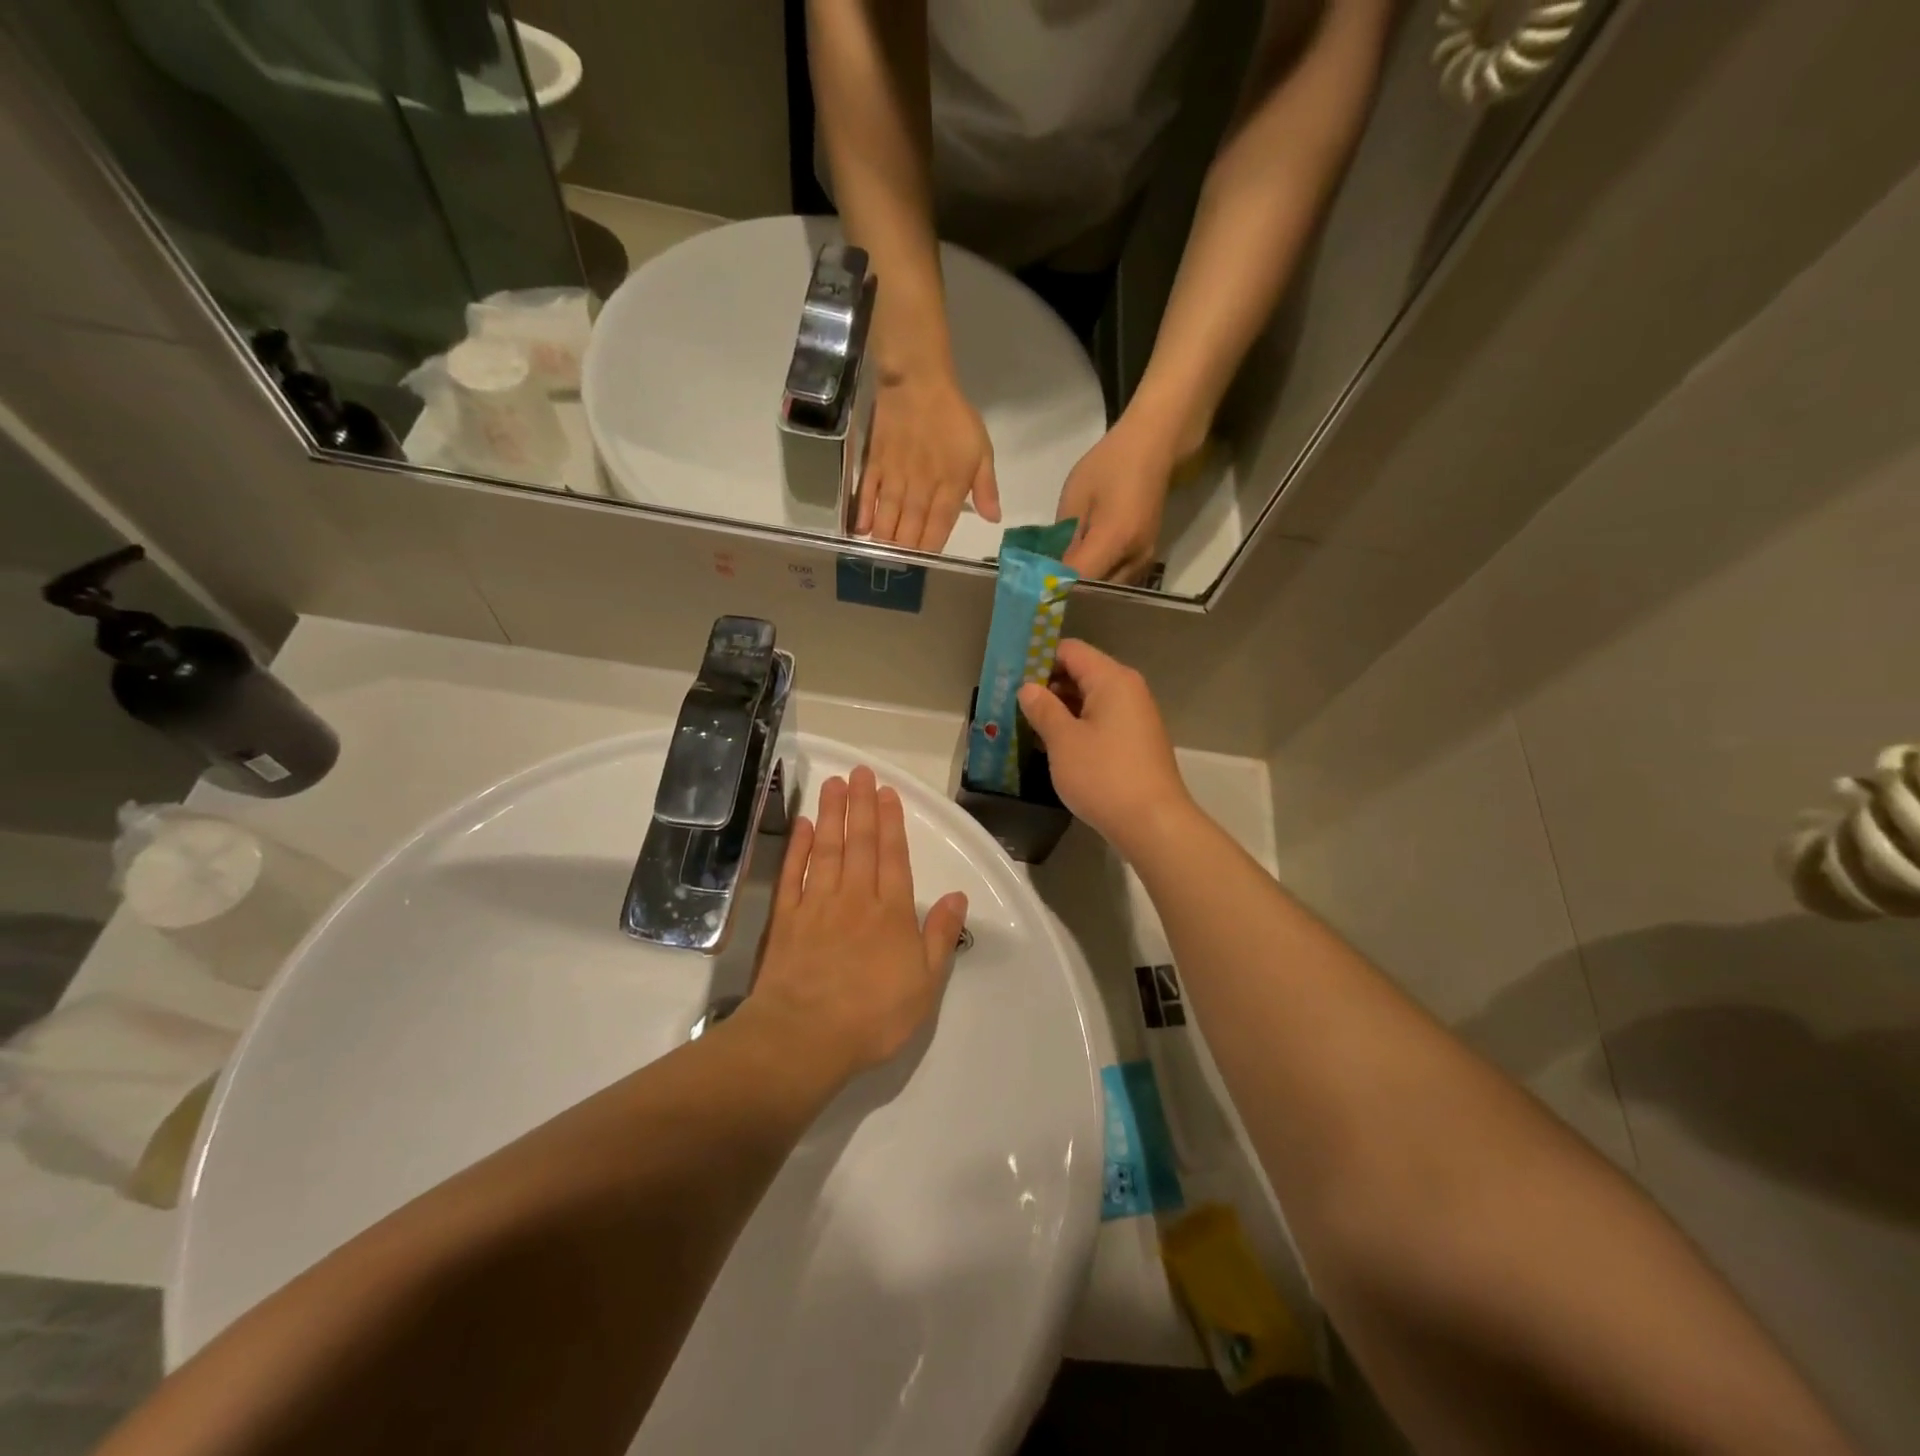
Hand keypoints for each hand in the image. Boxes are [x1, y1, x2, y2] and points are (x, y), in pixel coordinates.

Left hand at [749, 767, 968, 1077]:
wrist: (804, 1038)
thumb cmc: (873, 1016)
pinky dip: (799, 847)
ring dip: (832, 813)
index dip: (891, 822)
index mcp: (891, 913)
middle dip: (862, 805)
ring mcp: (817, 905)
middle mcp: (855, 898)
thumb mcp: (925, 985)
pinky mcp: (786, 919)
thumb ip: (940, 937)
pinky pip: (794, 874)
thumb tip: (958, 896)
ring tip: (835, 783)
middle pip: (860, 843)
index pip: (893, 857)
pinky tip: (804, 825)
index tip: (888, 792)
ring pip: (827, 849)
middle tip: (861, 771)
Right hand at [858, 371, 999, 552]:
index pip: (938, 528)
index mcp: (949, 486)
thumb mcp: (981, 448)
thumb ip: (986, 486)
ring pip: (888, 518)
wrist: (918, 381)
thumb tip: (993, 518)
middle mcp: (920, 488)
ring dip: (885, 541)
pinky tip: (861, 532)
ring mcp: (894, 477)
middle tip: (902, 569)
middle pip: (910, 529)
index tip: (927, 565)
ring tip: (883, 559)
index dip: (931, 550)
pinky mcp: (874, 465)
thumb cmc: (953, 416)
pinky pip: (867, 495)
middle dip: (906, 553)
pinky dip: (863, 514)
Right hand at [1017, 640, 1192, 854]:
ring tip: (1025, 724)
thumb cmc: (1104, 776)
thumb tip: (1028, 688)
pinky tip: (1053, 744)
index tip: (1010, 676)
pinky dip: (1076, 726)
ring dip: (1059, 709)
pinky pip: (1100, 721)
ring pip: (1090, 699)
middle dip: (1046, 685)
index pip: (1070, 651)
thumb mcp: (1063, 741)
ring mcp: (1135, 717)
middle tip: (1011, 703)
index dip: (1038, 658)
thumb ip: (1043, 709)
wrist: (1153, 823)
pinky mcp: (1135, 742)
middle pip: (1081, 672)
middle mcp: (1128, 690)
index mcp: (1112, 679)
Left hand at [1056, 421, 1174, 584]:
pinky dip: (1099, 583)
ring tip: (1059, 586)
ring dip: (1085, 592)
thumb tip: (1050, 571)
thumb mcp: (1075, 498)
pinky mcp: (1147, 558)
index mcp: (1116, 538)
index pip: (1080, 579)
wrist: (1153, 448)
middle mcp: (1135, 557)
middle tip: (1043, 592)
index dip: (1056, 587)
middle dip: (1070, 594)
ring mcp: (1145, 560)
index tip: (1033, 592)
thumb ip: (1063, 539)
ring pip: (1109, 591)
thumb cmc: (1109, 465)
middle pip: (1097, 593)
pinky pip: (1119, 581)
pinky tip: (1081, 576)